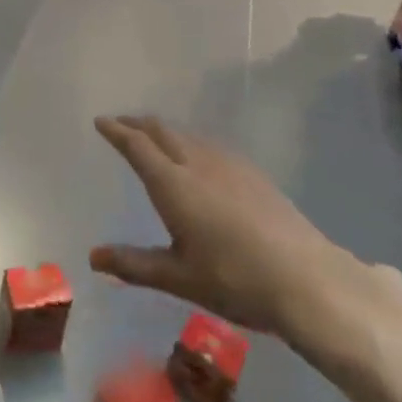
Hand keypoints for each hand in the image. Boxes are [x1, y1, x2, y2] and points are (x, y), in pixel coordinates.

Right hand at [89, 115, 401, 372]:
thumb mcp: (179, 278)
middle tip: (121, 124)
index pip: (137, 146)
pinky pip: (209, 145)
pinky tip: (198, 158)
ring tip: (153, 139)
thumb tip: (93, 257)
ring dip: (164, 131)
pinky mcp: (253, 173)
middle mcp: (197, 164)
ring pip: (187, 135)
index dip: (116, 131)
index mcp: (173, 184)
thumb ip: (134, 264)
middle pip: (161, 130)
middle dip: (137, 123)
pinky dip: (189, 142)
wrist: (307, 280)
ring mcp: (229, 165)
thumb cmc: (235, 280)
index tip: (101, 121)